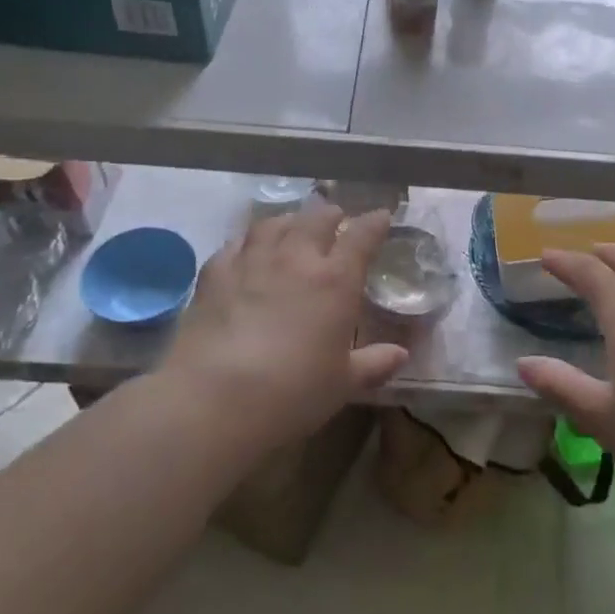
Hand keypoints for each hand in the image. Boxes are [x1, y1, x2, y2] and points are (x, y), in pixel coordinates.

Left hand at [165, 205, 406, 447]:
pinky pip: (235, 244)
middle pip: (316, 219)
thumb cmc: (292, 392)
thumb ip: (373, 364)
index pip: (362, 237)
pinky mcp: (214, 274)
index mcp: (335, 280)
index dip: (375, 223)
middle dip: (331, 215)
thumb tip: (400, 355)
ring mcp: (252, 261)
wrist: (214, 398)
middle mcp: (296, 258)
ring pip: (274, 224)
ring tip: (293, 226)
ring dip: (290, 221)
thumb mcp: (342, 384)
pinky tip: (247, 249)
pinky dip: (248, 241)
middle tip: (336, 220)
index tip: (382, 217)